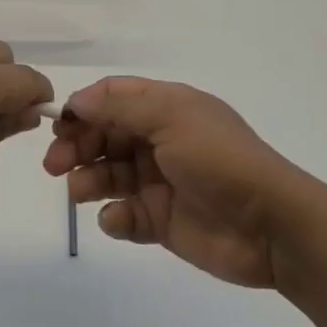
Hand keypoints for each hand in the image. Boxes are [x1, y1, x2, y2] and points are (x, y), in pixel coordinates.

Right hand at [43, 77, 318, 288]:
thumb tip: (77, 100)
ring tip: (80, 192)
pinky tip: (118, 219)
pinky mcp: (161, 220)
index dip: (83, 108)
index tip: (58, 124)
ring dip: (87, 180)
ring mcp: (159, 182)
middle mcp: (159, 141)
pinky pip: (124, 214)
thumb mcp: (172, 118)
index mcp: (166, 109)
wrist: (272, 227)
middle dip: (76, 147)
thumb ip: (120, 106)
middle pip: (103, 136)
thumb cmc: (220, 161)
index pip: (112, 99)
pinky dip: (114, 216)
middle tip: (54, 165)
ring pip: (108, 175)